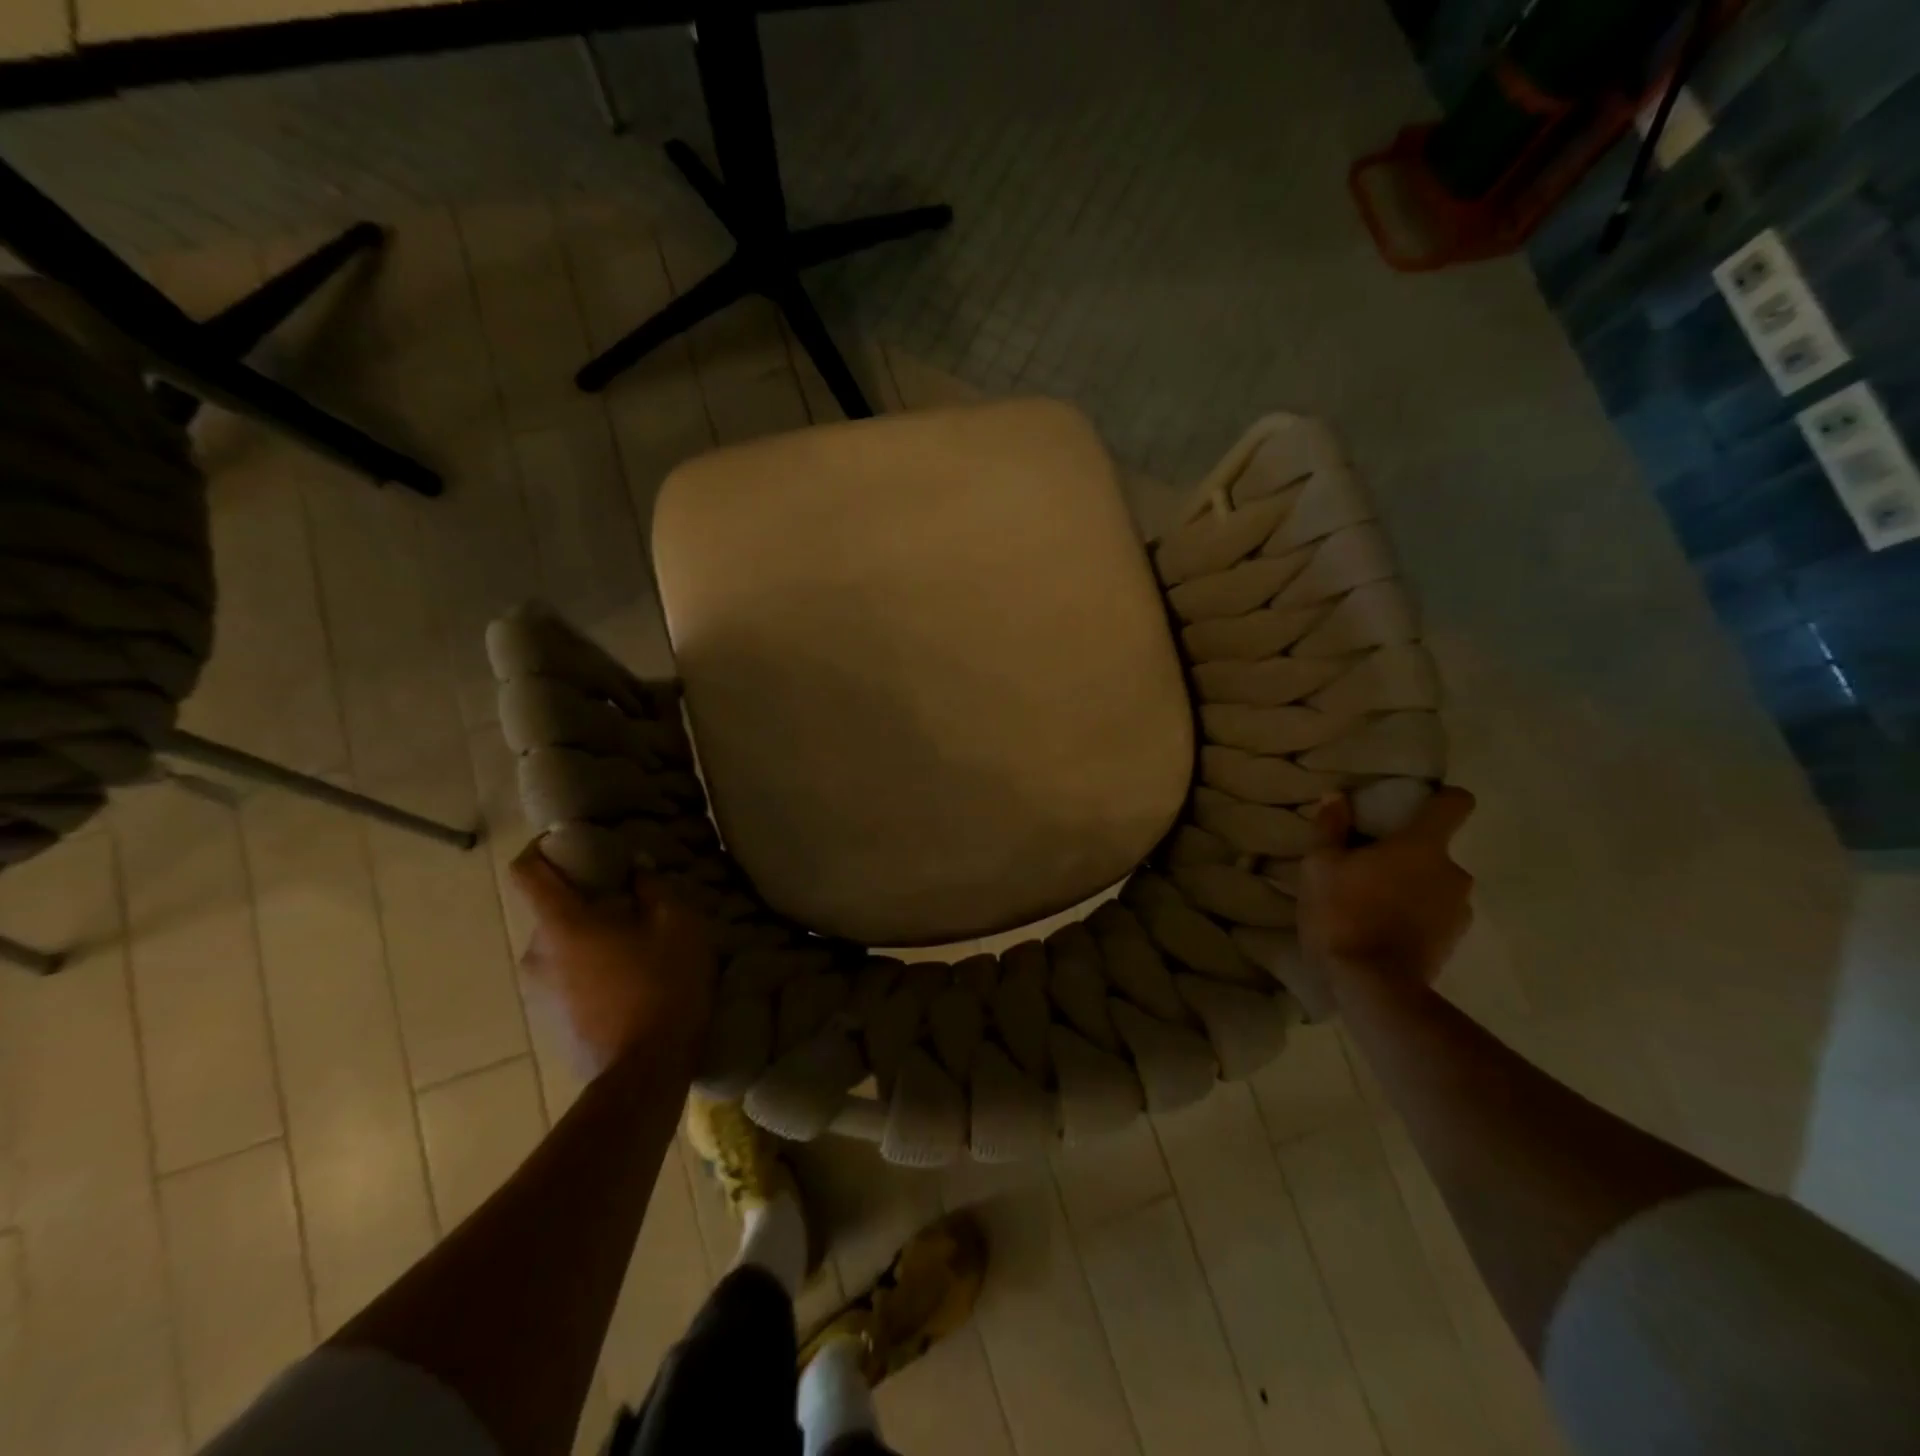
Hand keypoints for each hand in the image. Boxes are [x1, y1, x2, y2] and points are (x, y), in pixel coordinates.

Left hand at [510, 841, 716, 1075]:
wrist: (646, 1070)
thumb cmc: (662, 985)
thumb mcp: (677, 924)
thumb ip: (653, 888)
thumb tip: (636, 870)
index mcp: (562, 924)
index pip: (525, 871)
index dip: (541, 849)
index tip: (570, 843)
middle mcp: (536, 954)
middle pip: (551, 912)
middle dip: (584, 901)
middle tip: (628, 904)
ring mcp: (538, 993)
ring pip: (560, 948)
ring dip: (589, 939)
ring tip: (633, 948)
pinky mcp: (550, 1023)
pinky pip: (566, 979)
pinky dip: (589, 970)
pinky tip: (627, 983)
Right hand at [1297, 786, 1475, 1013]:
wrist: (1372, 987)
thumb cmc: (1343, 913)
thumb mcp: (1319, 866)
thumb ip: (1330, 829)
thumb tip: (1337, 798)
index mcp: (1423, 845)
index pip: (1455, 803)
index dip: (1440, 798)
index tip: (1414, 805)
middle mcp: (1454, 872)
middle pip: (1436, 849)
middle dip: (1407, 855)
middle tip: (1368, 866)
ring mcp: (1459, 911)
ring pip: (1435, 884)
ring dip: (1411, 887)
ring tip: (1372, 902)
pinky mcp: (1454, 943)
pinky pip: (1435, 915)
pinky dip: (1414, 916)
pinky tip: (1382, 928)